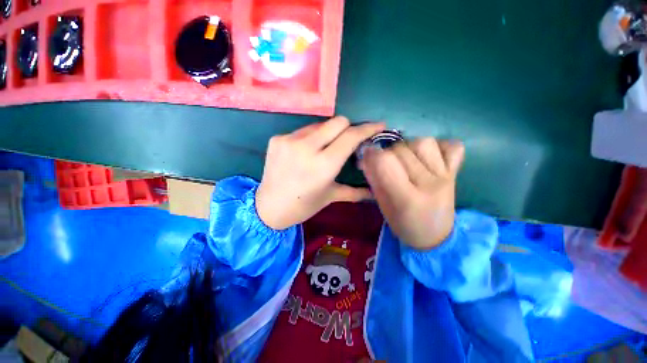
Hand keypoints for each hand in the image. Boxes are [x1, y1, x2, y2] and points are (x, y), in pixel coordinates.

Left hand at [256, 117, 385, 229]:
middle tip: (349, 140)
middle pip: (338, 121)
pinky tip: (306, 152)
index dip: (367, 128)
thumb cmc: (303, 205)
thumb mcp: (330, 196)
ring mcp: (289, 140)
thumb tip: (374, 192)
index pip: (351, 136)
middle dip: (348, 128)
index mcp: (324, 165)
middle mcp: (307, 147)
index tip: (378, 126)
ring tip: (325, 148)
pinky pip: (303, 130)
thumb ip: (355, 191)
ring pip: (320, 124)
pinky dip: (311, 138)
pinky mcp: (278, 138)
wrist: (268, 207)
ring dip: (328, 133)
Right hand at [360, 138, 464, 249]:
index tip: (367, 156)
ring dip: (409, 147)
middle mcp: (428, 184)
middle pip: (402, 149)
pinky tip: (429, 156)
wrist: (435, 237)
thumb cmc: (403, 224)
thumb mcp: (382, 205)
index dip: (372, 154)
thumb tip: (367, 156)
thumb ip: (374, 180)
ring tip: (406, 159)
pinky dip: (439, 146)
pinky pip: (452, 146)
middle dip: (387, 152)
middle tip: (386, 163)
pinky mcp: (456, 173)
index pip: (385, 162)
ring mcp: (445, 177)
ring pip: (424, 142)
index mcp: (406, 198)